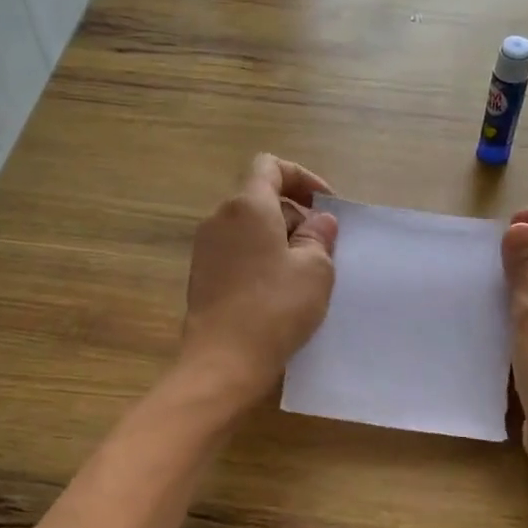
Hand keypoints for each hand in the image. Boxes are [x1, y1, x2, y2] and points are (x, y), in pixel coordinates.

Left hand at [180, 154, 338, 404]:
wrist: (223, 361)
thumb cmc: (275, 308)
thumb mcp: (315, 269)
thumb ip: (319, 236)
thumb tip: (318, 221)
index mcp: (248, 206)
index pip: (270, 166)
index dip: (302, 178)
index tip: (325, 206)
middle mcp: (220, 218)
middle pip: (260, 197)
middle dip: (295, 214)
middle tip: (322, 247)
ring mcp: (206, 248)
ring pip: (249, 227)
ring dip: (279, 239)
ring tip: (305, 272)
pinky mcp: (202, 276)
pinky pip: (237, 252)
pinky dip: (261, 258)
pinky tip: (280, 291)